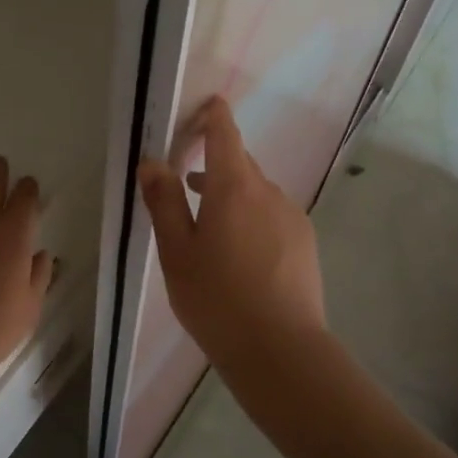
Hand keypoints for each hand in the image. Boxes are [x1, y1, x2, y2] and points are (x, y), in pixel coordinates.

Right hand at [137, 97, 326, 370]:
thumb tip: (152, 161)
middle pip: (240, 164)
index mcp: (234, 187)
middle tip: (186, 187)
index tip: (205, 106)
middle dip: (215, 165)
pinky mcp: (304, 243)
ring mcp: (292, 217)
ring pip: (257, 193)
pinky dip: (252, 219)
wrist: (281, 350)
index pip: (225, 134)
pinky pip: (273, 216)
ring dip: (232, 196)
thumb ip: (164, 202)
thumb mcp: (176, 251)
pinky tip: (239, 255)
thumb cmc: (217, 298)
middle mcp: (268, 192)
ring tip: (208, 228)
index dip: (214, 115)